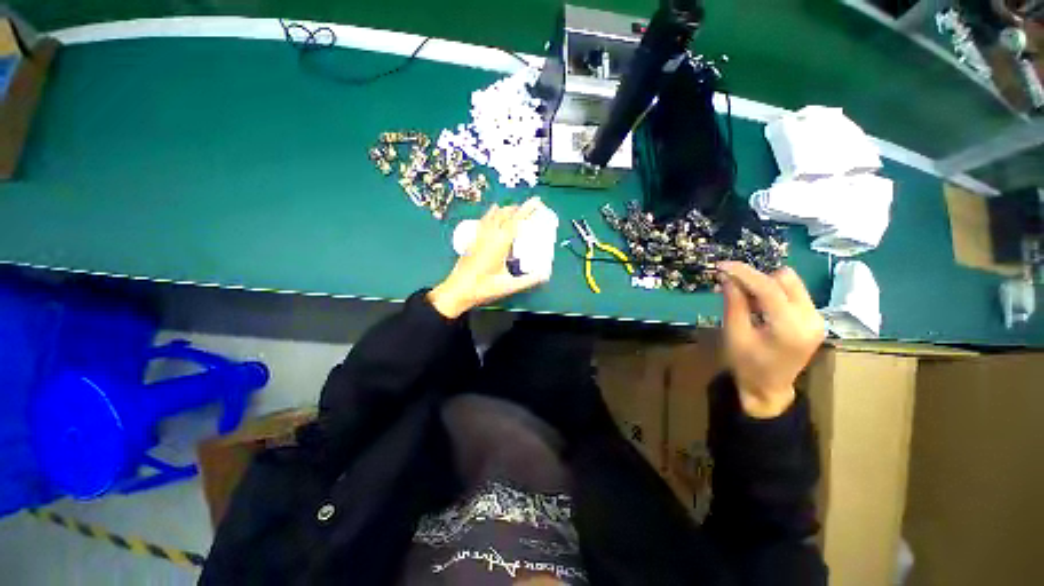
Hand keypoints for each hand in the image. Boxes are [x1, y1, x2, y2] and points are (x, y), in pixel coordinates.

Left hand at [428, 198, 549, 318]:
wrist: (457, 291)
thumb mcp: (509, 286)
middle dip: (517, 208)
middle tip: (528, 207)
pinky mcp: (472, 242)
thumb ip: (529, 280)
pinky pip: (483, 222)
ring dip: (504, 210)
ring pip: (492, 216)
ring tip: (512, 209)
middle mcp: (489, 236)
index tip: (536, 200)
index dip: (527, 209)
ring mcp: (479, 237)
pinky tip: (490, 217)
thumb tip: (546, 275)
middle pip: (503, 214)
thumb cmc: (483, 288)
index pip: (516, 221)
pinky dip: (491, 215)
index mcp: (499, 243)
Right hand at [717, 262, 824, 417]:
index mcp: (790, 328)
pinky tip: (759, 305)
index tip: (722, 265)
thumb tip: (726, 277)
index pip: (769, 288)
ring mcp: (817, 318)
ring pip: (791, 283)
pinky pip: (794, 293)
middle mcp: (811, 319)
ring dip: (765, 284)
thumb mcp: (735, 335)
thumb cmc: (747, 365)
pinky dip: (773, 292)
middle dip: (756, 277)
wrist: (769, 388)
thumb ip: (734, 303)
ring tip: (746, 298)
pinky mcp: (815, 319)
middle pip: (785, 279)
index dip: (744, 273)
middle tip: (733, 285)